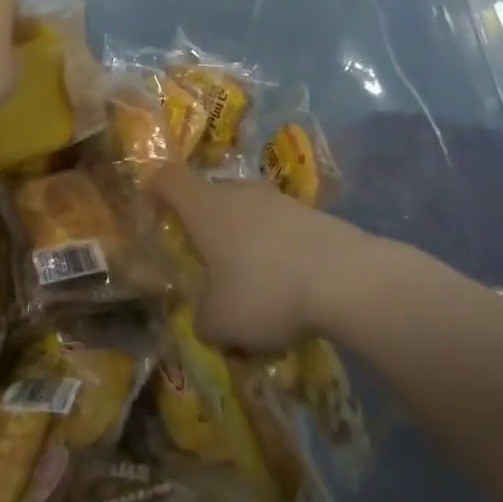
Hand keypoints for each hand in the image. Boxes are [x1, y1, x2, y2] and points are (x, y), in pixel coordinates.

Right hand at [152, 165, 376, 351]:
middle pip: (211, 196)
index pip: (169, 179)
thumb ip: (203, 319)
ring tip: (253, 284)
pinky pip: (281, 229)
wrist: (348, 280)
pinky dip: (278, 251)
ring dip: (245, 241)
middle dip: (206, 225)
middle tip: (207, 262)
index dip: (156, 190)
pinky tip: (289, 287)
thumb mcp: (218, 322)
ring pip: (249, 213)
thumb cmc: (265, 292)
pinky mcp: (314, 215)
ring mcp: (280, 201)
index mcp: (205, 208)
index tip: (154, 211)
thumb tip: (209, 318)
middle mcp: (239, 194)